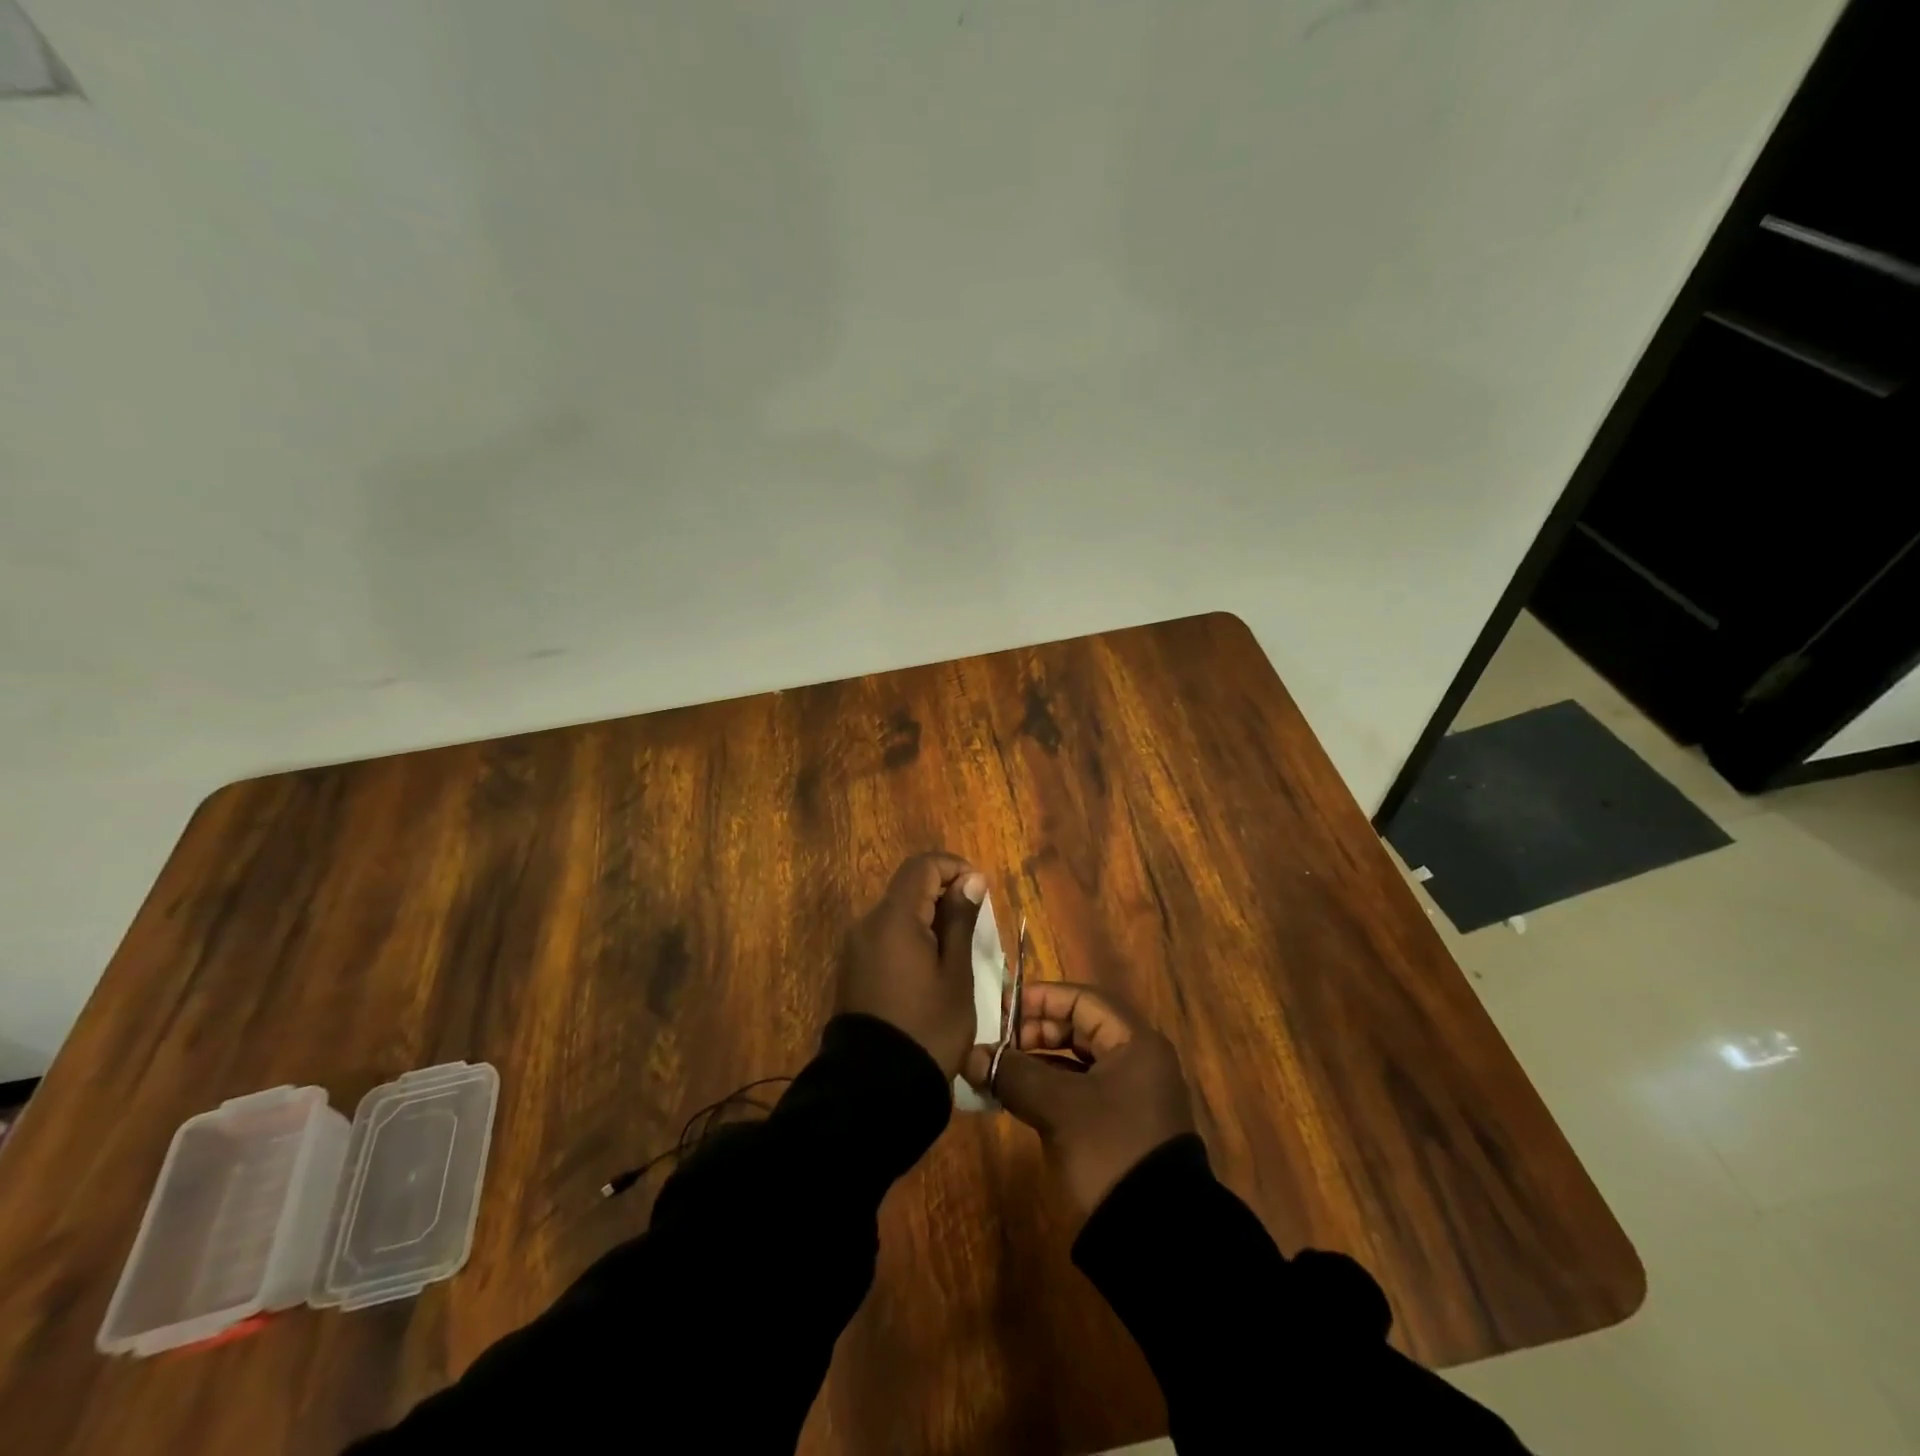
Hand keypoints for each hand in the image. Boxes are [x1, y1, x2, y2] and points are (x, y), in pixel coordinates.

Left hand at [839, 853, 985, 1079]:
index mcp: (893, 918)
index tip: (980, 892)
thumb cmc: (928, 1028)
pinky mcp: (852, 970)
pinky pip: (885, 938)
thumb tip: (971, 879)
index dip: (954, 868)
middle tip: (975, 927)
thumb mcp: (956, 974)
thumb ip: (960, 920)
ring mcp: (855, 948)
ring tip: (956, 953)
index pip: (922, 866)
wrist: (875, 1088)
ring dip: (928, 919)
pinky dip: (911, 940)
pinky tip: (930, 971)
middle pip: (908, 888)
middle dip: (944, 895)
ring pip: (897, 914)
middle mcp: (867, 924)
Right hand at [964, 982, 1193, 1216]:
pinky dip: (1049, 1090)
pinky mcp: (1121, 1126)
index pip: (1082, 999)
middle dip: (1034, 1032)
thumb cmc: (1110, 1151)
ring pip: (1077, 1062)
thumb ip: (1013, 1073)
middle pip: (1080, 1028)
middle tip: (997, 1045)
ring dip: (1037, 1063)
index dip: (1040, 999)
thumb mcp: (1057, 1108)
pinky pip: (1079, 1091)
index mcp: (1135, 1042)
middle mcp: (1138, 1060)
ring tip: (998, 1072)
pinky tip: (1017, 1099)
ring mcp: (1131, 1095)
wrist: (1157, 1238)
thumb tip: (971, 1056)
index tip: (1001, 1010)